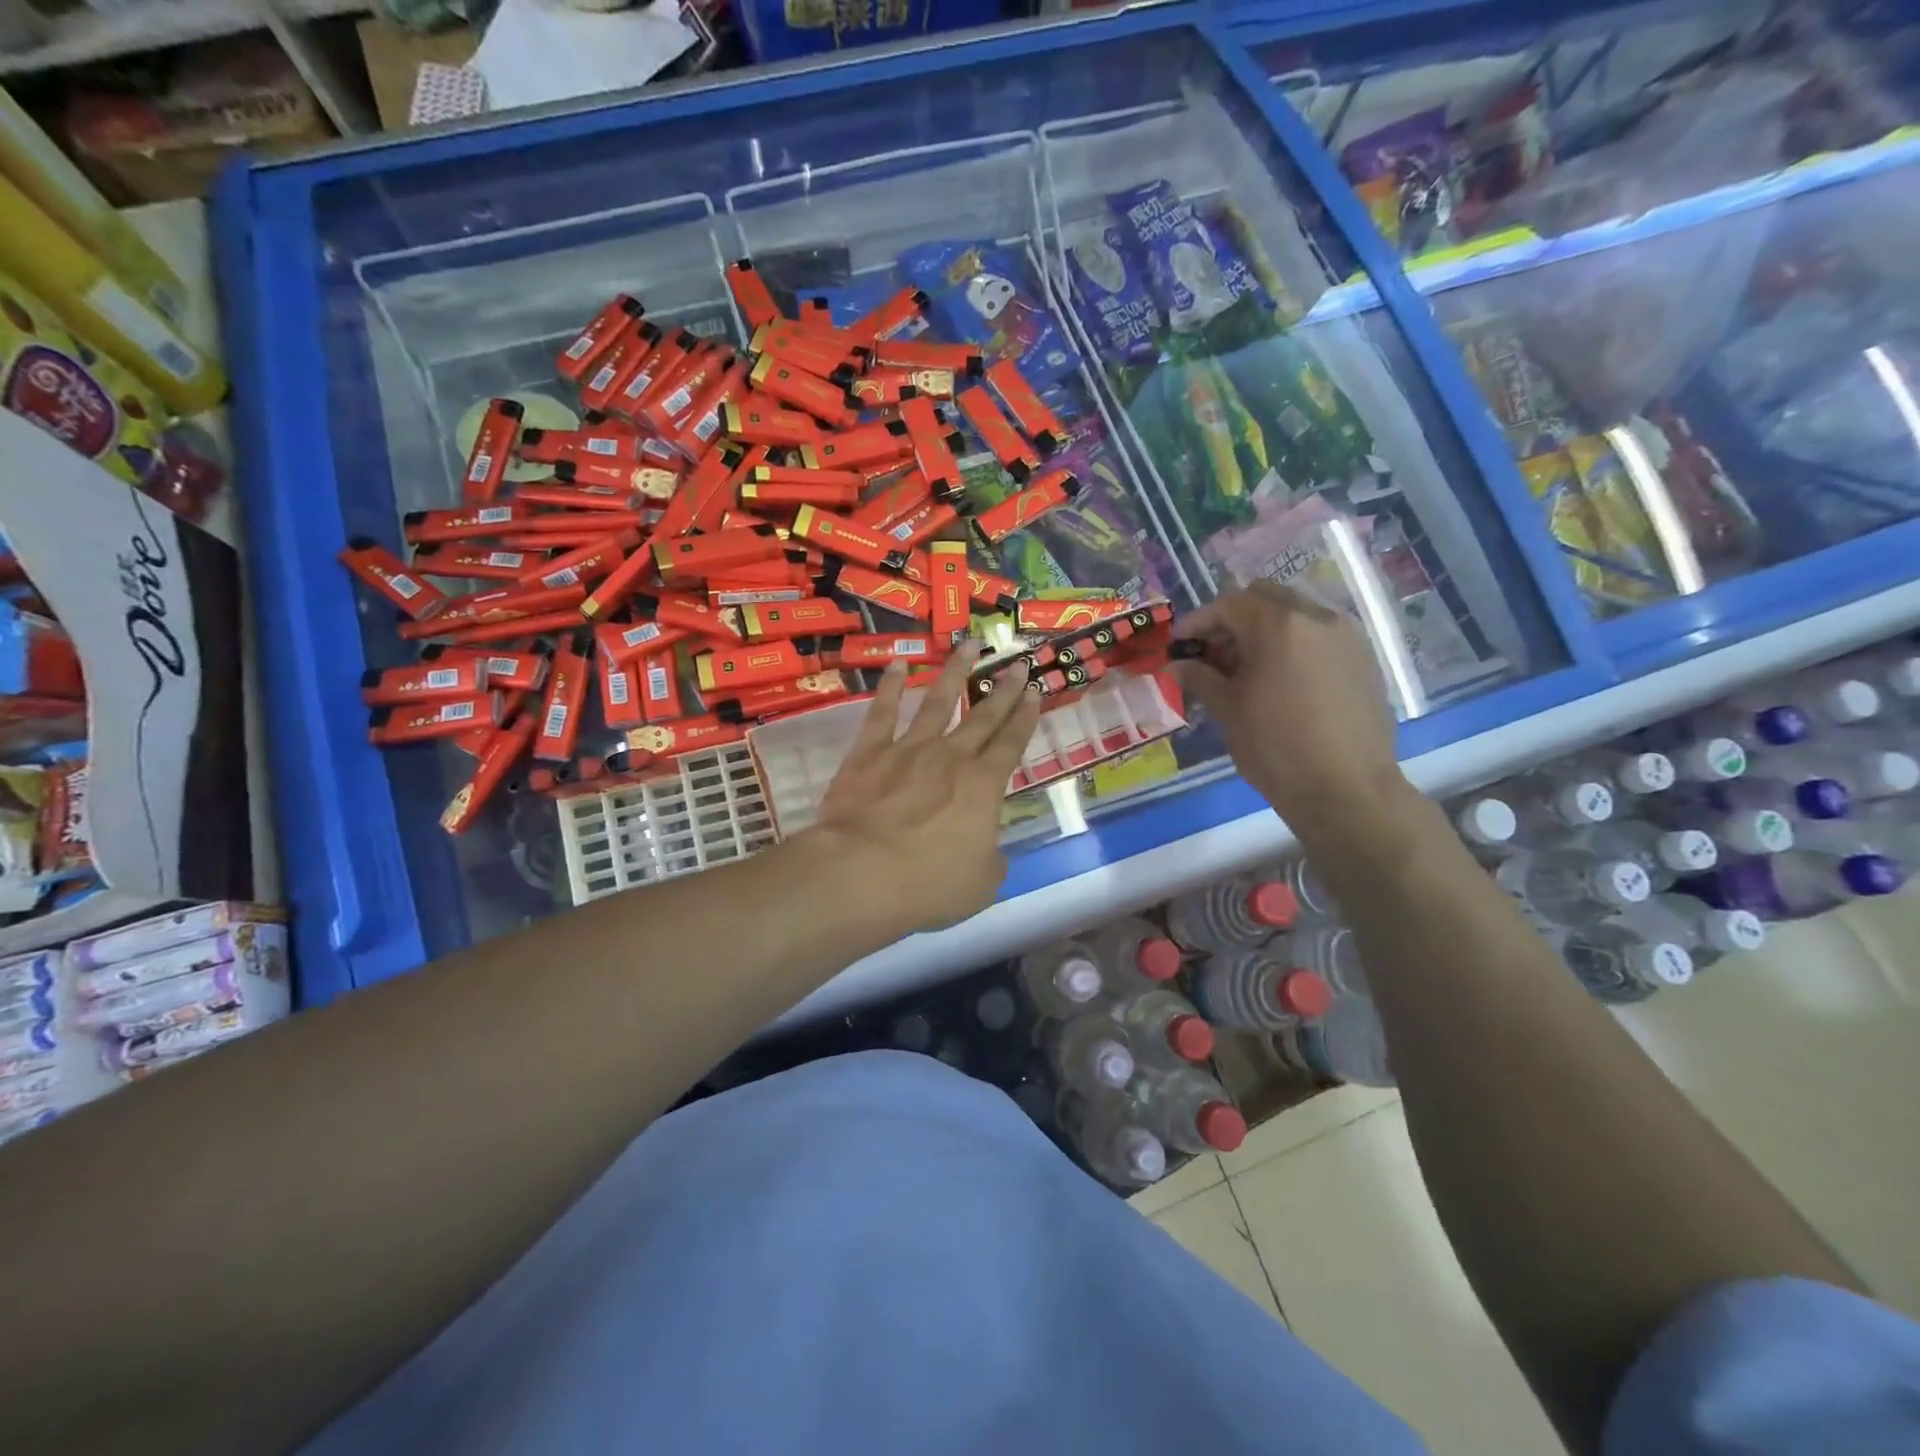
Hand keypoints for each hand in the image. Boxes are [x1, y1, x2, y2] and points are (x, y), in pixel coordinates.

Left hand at [807, 643, 1042, 937]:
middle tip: (1018, 662)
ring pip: (937, 701)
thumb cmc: (928, 884)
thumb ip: (991, 860)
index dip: (1026, 717)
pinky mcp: (869, 752)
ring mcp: (908, 749)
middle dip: (1004, 689)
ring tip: (969, 645)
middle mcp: (951, 757)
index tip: (1036, 690)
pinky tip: (898, 666)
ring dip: (955, 672)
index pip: (1012, 744)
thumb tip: (989, 849)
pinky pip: (883, 712)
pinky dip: (890, 687)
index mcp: (983, 786)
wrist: (861, 872)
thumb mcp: (980, 884)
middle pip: (983, 716)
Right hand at [1175, 581, 1407, 835]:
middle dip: (1233, 619)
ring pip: (1296, 614)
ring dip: (1265, 630)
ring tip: (1245, 669)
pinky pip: (1320, 636)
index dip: (1198, 622)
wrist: (1346, 790)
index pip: (1229, 604)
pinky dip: (1293, 645)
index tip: (1179, 645)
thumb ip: (1201, 678)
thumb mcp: (1228, 710)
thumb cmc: (1276, 748)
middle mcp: (1318, 617)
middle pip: (1266, 598)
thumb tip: (1178, 664)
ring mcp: (1347, 636)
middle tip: (1212, 653)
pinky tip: (1280, 680)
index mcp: (1279, 624)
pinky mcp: (1364, 659)